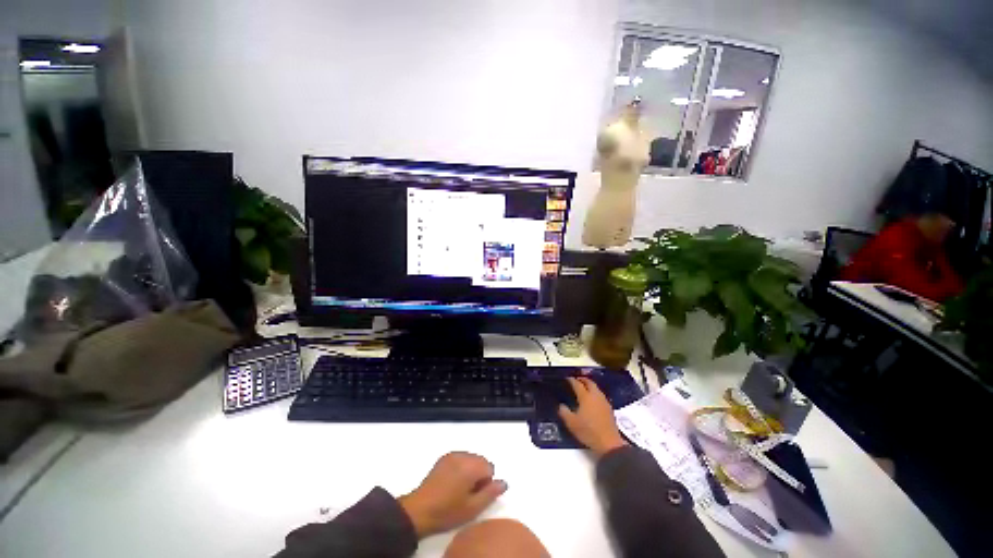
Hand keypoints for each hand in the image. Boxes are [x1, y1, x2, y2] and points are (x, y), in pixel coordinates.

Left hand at [398, 452, 506, 537]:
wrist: (419, 510)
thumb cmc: (448, 511)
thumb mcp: (473, 508)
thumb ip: (491, 493)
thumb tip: (503, 482)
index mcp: (471, 466)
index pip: (489, 467)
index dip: (486, 483)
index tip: (475, 496)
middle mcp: (463, 455)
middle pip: (480, 460)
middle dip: (479, 475)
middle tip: (468, 494)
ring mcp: (452, 455)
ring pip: (470, 459)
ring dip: (470, 470)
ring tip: (459, 489)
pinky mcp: (444, 458)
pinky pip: (460, 458)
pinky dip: (461, 467)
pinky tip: (452, 482)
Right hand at [558, 377, 627, 457]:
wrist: (609, 443)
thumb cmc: (588, 431)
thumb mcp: (571, 423)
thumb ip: (564, 412)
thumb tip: (561, 405)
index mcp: (585, 397)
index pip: (577, 384)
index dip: (571, 380)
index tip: (567, 378)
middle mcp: (595, 396)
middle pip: (589, 382)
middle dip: (582, 379)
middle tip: (576, 379)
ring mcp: (604, 402)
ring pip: (596, 388)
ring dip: (589, 385)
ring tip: (583, 388)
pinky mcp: (609, 408)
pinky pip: (600, 395)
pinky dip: (594, 393)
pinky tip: (592, 399)